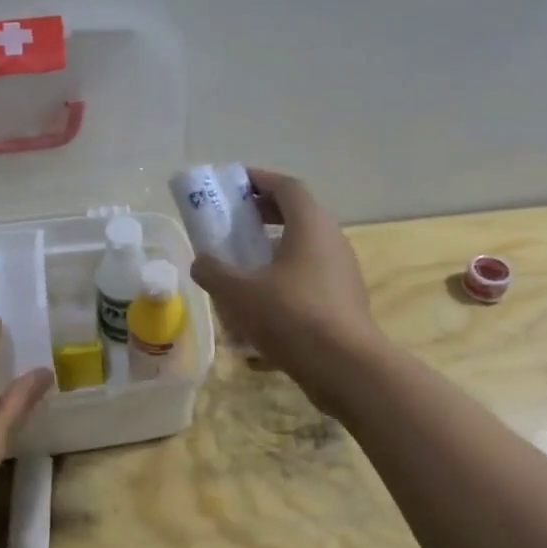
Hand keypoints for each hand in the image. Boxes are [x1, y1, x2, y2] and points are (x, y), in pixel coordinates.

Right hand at [189, 169, 383, 406]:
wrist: (345, 367)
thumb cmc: (291, 316)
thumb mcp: (239, 293)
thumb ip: (213, 272)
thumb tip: (201, 263)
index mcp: (310, 225)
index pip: (287, 186)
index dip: (259, 180)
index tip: (233, 184)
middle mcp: (331, 241)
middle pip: (297, 214)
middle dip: (262, 214)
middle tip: (232, 223)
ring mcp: (342, 272)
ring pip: (304, 248)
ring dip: (273, 249)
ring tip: (242, 266)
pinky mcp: (344, 300)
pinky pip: (310, 277)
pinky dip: (285, 279)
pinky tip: (261, 306)